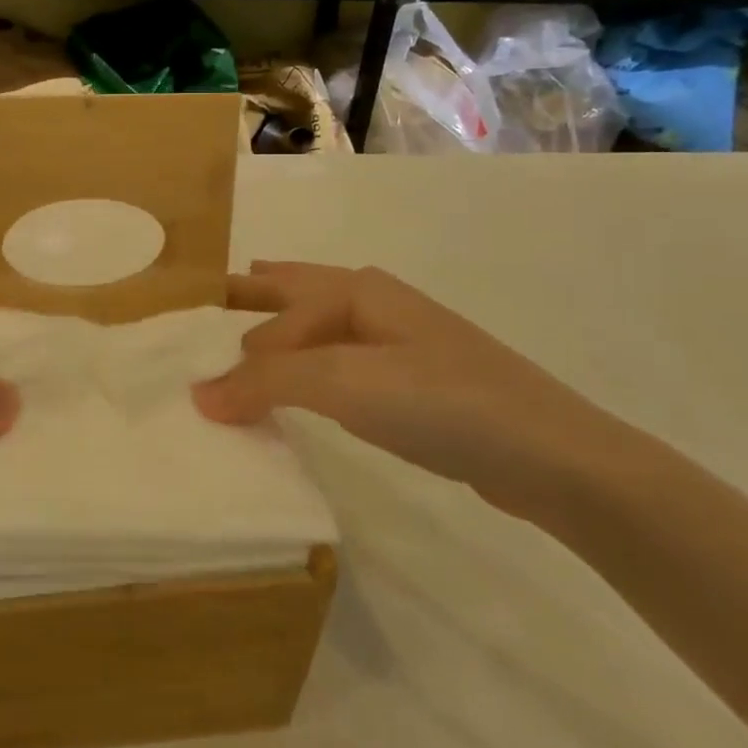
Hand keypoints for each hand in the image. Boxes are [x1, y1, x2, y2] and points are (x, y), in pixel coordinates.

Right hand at [194, 261, 628, 522]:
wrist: (551, 457)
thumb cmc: (440, 400)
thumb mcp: (343, 382)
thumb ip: (265, 382)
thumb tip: (197, 394)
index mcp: (356, 290)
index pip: (274, 315)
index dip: (234, 346)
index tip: (196, 384)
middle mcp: (374, 305)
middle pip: (295, 293)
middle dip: (252, 298)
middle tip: (206, 304)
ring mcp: (398, 343)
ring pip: (318, 328)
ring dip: (279, 334)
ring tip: (243, 334)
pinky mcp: (414, 384)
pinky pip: (339, 364)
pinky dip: (308, 369)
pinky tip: (305, 385)